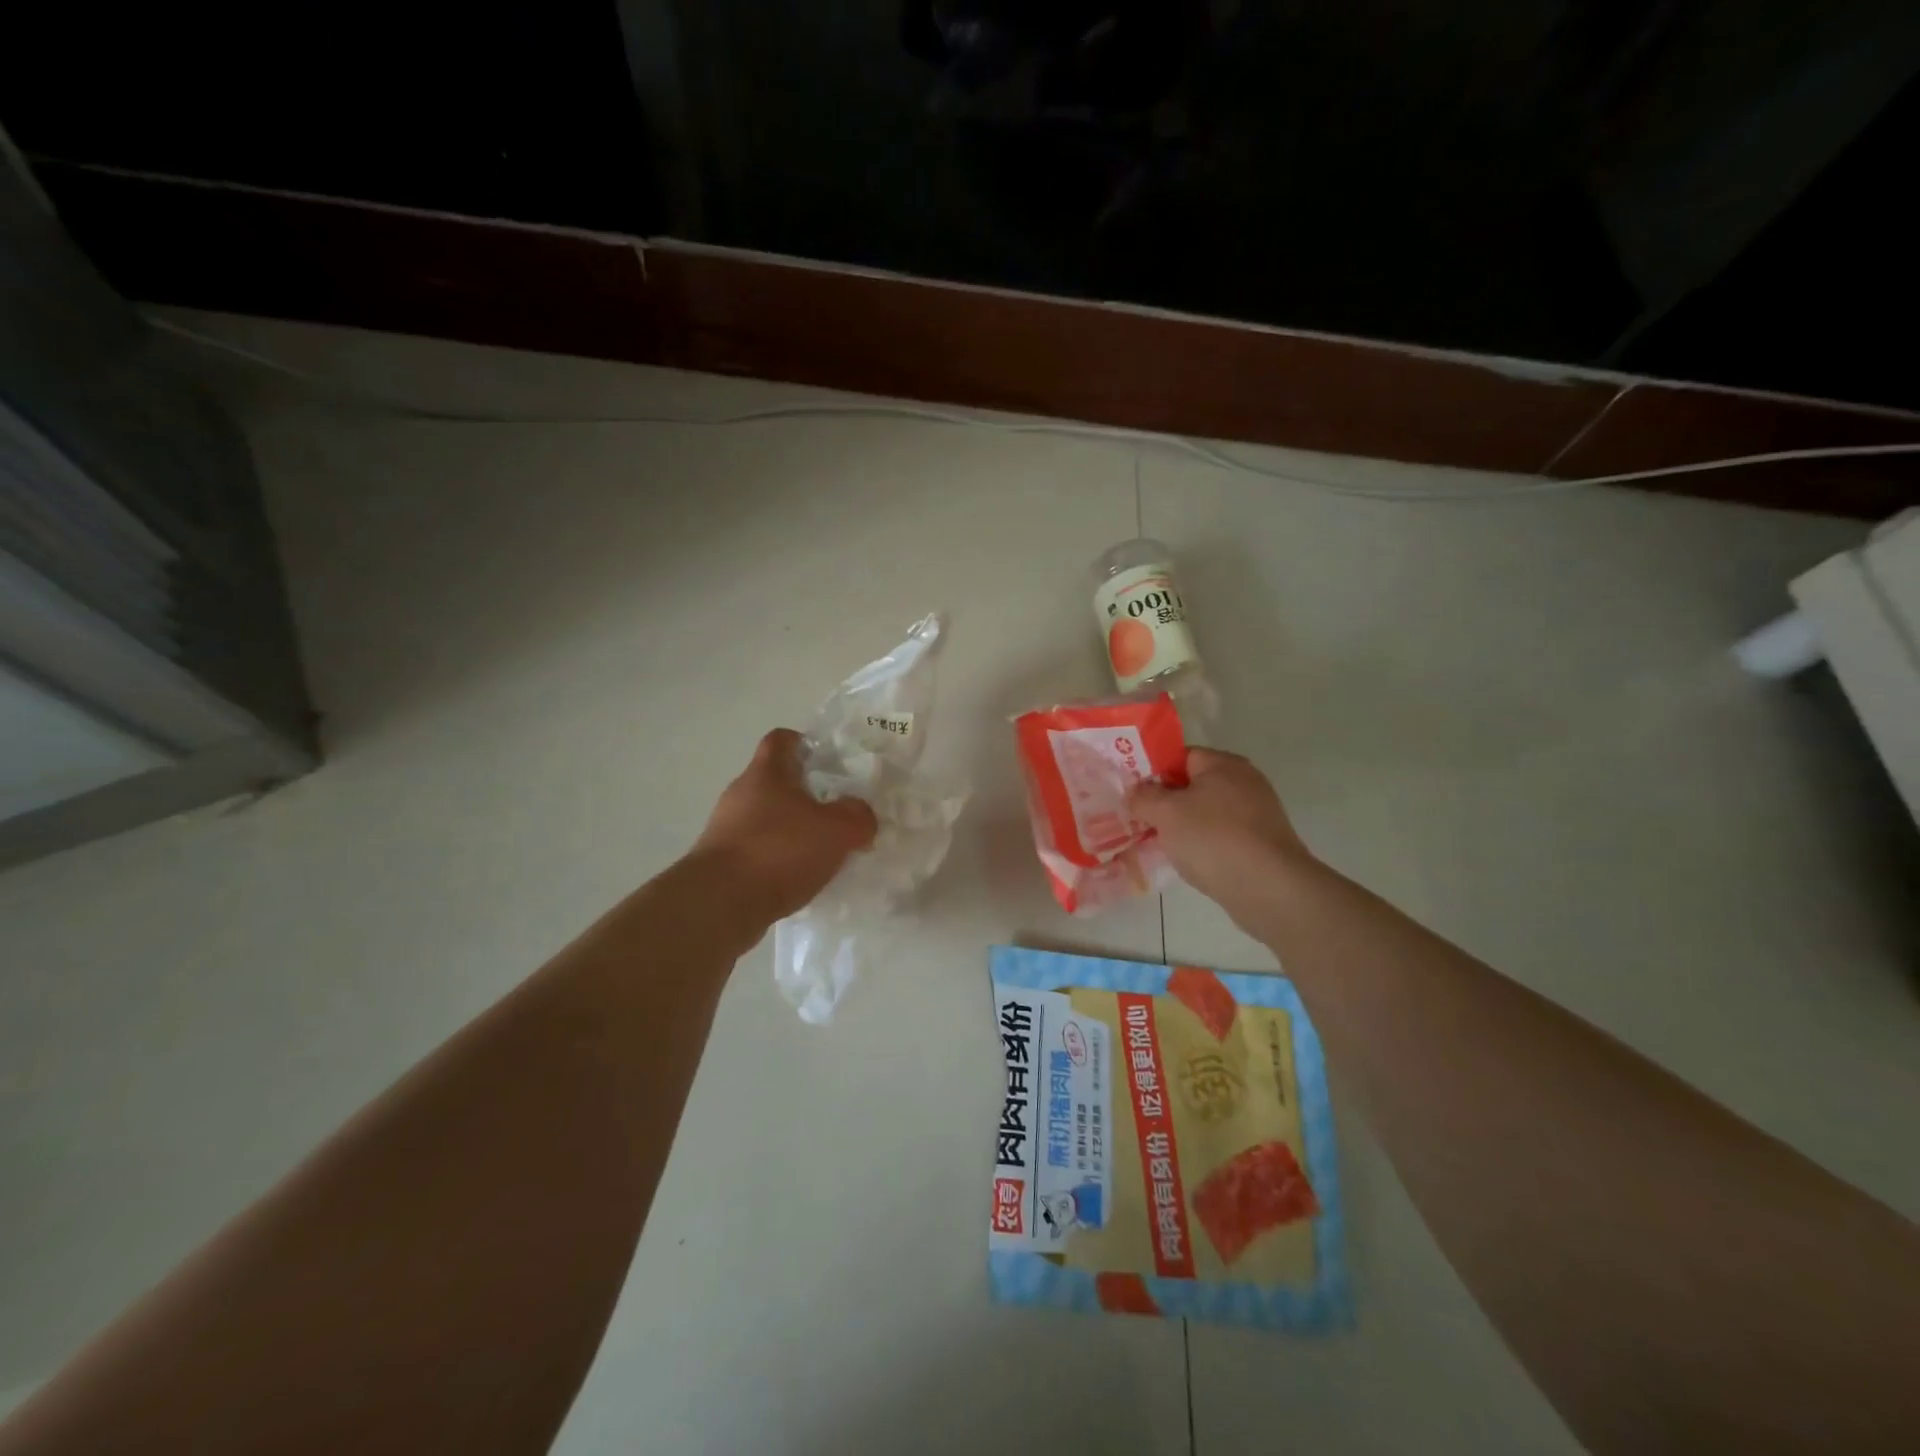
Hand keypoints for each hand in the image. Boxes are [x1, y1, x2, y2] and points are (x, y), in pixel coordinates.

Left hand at [694, 729, 878, 922]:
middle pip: (775, 782)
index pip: (781, 740)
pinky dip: (779, 859)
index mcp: (766, 773)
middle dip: (806, 794)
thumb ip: (857, 816)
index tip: (827, 760)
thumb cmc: (779, 851)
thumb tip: (861, 815)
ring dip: (792, 830)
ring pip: (767, 819)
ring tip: (822, 851)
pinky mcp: (722, 863)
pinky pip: (758, 851)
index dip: (804, 743)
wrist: (720, 904)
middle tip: (837, 812)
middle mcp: (741, 795)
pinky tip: (799, 878)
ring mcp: (726, 830)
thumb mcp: (836, 830)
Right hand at [1129, 748, 1314, 911]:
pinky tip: (1189, 863)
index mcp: (1223, 764)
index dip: (1153, 772)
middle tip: (1140, 821)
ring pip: (1206, 814)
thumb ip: (1143, 797)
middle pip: (1193, 785)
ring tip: (1159, 845)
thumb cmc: (1213, 838)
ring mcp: (1257, 813)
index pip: (1180, 756)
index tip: (1133, 795)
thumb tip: (1136, 791)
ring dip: (1183, 827)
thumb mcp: (1166, 813)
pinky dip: (1204, 846)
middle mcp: (1245, 781)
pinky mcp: (1262, 843)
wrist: (1269, 888)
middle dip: (1166, 803)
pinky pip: (1222, 837)